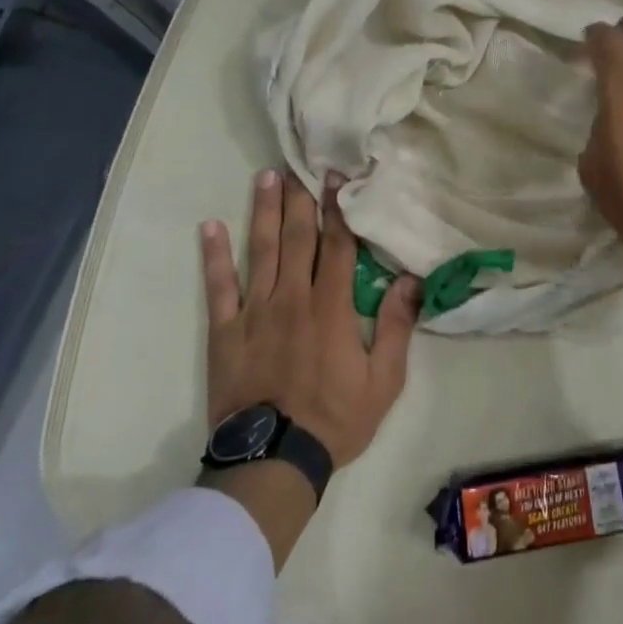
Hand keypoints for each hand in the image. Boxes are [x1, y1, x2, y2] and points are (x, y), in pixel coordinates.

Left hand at [202, 169, 420, 466]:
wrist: (273, 459)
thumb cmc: (335, 419)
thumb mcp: (385, 380)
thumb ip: (398, 326)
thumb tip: (411, 279)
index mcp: (332, 307)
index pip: (337, 246)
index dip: (338, 209)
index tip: (337, 178)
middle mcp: (292, 298)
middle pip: (298, 238)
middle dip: (301, 199)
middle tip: (301, 163)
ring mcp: (254, 312)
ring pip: (261, 251)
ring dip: (264, 212)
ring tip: (266, 177)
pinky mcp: (225, 332)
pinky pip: (218, 287)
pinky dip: (215, 256)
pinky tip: (211, 227)